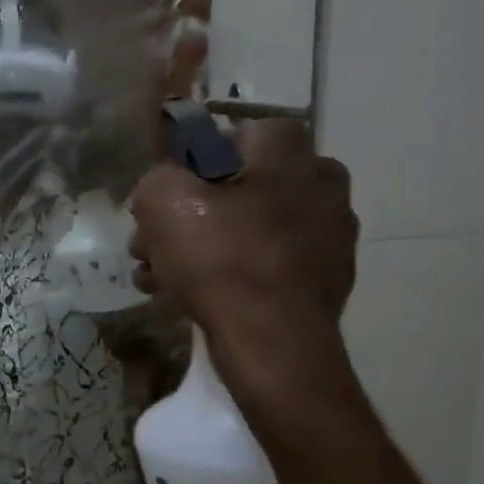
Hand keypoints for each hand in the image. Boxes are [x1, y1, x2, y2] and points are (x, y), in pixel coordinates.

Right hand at [129, 119, 365, 434]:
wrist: (275, 347)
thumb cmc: (222, 262)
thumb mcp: (164, 203)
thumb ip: (157, 179)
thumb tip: (162, 189)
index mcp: (293, 156)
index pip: (241, 136)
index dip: (196, 162)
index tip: (170, 197)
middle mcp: (322, 188)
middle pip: (241, 189)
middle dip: (190, 217)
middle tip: (153, 246)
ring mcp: (330, 240)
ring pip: (249, 232)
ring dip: (202, 250)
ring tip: (160, 279)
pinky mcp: (326, 284)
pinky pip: (267, 267)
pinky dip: (233, 277)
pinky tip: (194, 300)